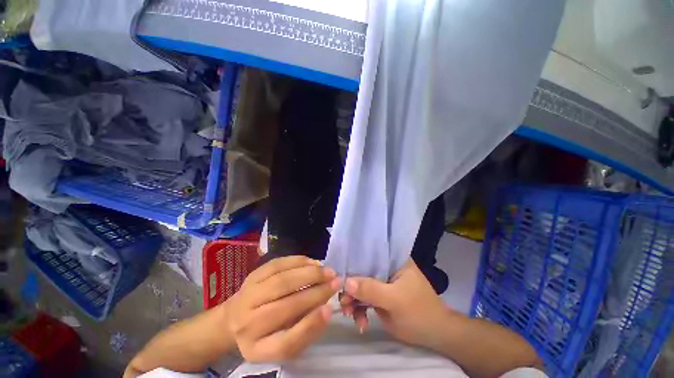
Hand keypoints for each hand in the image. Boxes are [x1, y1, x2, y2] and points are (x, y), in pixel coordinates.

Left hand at [227, 256, 340, 361]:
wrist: (234, 318)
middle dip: (316, 291)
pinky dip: (298, 261)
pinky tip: (313, 262)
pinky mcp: (252, 275)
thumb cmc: (265, 334)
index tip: (330, 309)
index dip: (310, 326)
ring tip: (327, 271)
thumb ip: (305, 330)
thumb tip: (327, 308)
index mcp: (258, 349)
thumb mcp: (283, 343)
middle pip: (285, 305)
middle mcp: (248, 324)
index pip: (285, 343)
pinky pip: (278, 264)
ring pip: (282, 280)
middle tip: (336, 282)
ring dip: (309, 273)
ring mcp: (248, 295)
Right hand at [340, 260, 450, 348]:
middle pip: (362, 271)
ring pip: (362, 287)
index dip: (353, 262)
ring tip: (350, 315)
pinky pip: (365, 299)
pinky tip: (361, 323)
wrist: (435, 336)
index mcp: (393, 259)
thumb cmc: (419, 312)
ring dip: (354, 301)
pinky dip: (360, 310)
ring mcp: (383, 282)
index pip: (369, 254)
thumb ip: (371, 289)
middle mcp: (387, 267)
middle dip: (351, 288)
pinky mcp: (381, 296)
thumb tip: (345, 282)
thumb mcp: (395, 300)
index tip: (339, 275)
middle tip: (343, 303)